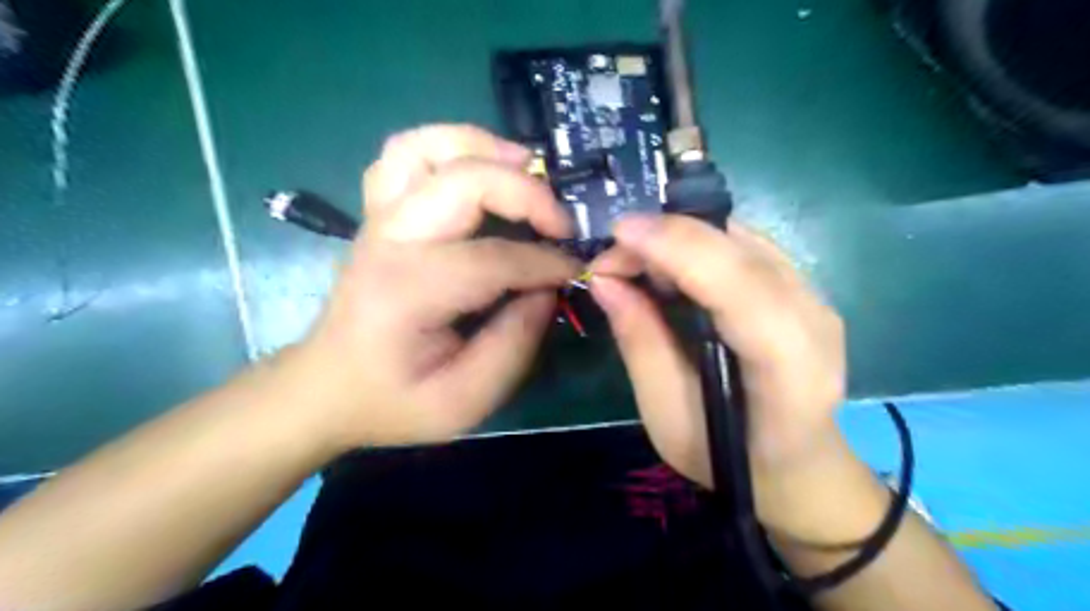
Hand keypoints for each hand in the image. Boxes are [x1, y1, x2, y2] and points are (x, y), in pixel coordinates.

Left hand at [289, 124, 578, 447]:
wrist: (327, 387)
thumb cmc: (393, 400)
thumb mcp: (464, 401)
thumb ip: (514, 345)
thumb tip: (547, 289)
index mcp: (408, 290)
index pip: (493, 258)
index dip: (546, 262)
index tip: (576, 272)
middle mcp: (390, 239)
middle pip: (464, 180)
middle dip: (527, 192)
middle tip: (561, 222)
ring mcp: (379, 218)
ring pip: (425, 146)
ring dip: (483, 147)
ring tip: (527, 170)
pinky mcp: (379, 214)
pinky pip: (407, 153)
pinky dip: (449, 147)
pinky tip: (481, 169)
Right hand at [593, 214, 844, 530]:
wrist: (801, 467)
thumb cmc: (730, 457)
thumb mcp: (668, 414)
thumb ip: (640, 343)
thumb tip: (605, 280)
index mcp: (788, 368)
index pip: (739, 286)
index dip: (677, 248)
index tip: (618, 234)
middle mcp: (814, 319)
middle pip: (740, 250)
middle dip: (667, 237)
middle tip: (613, 256)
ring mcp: (815, 297)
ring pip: (742, 239)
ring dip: (680, 238)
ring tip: (635, 262)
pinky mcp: (804, 288)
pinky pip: (747, 247)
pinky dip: (699, 245)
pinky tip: (670, 266)